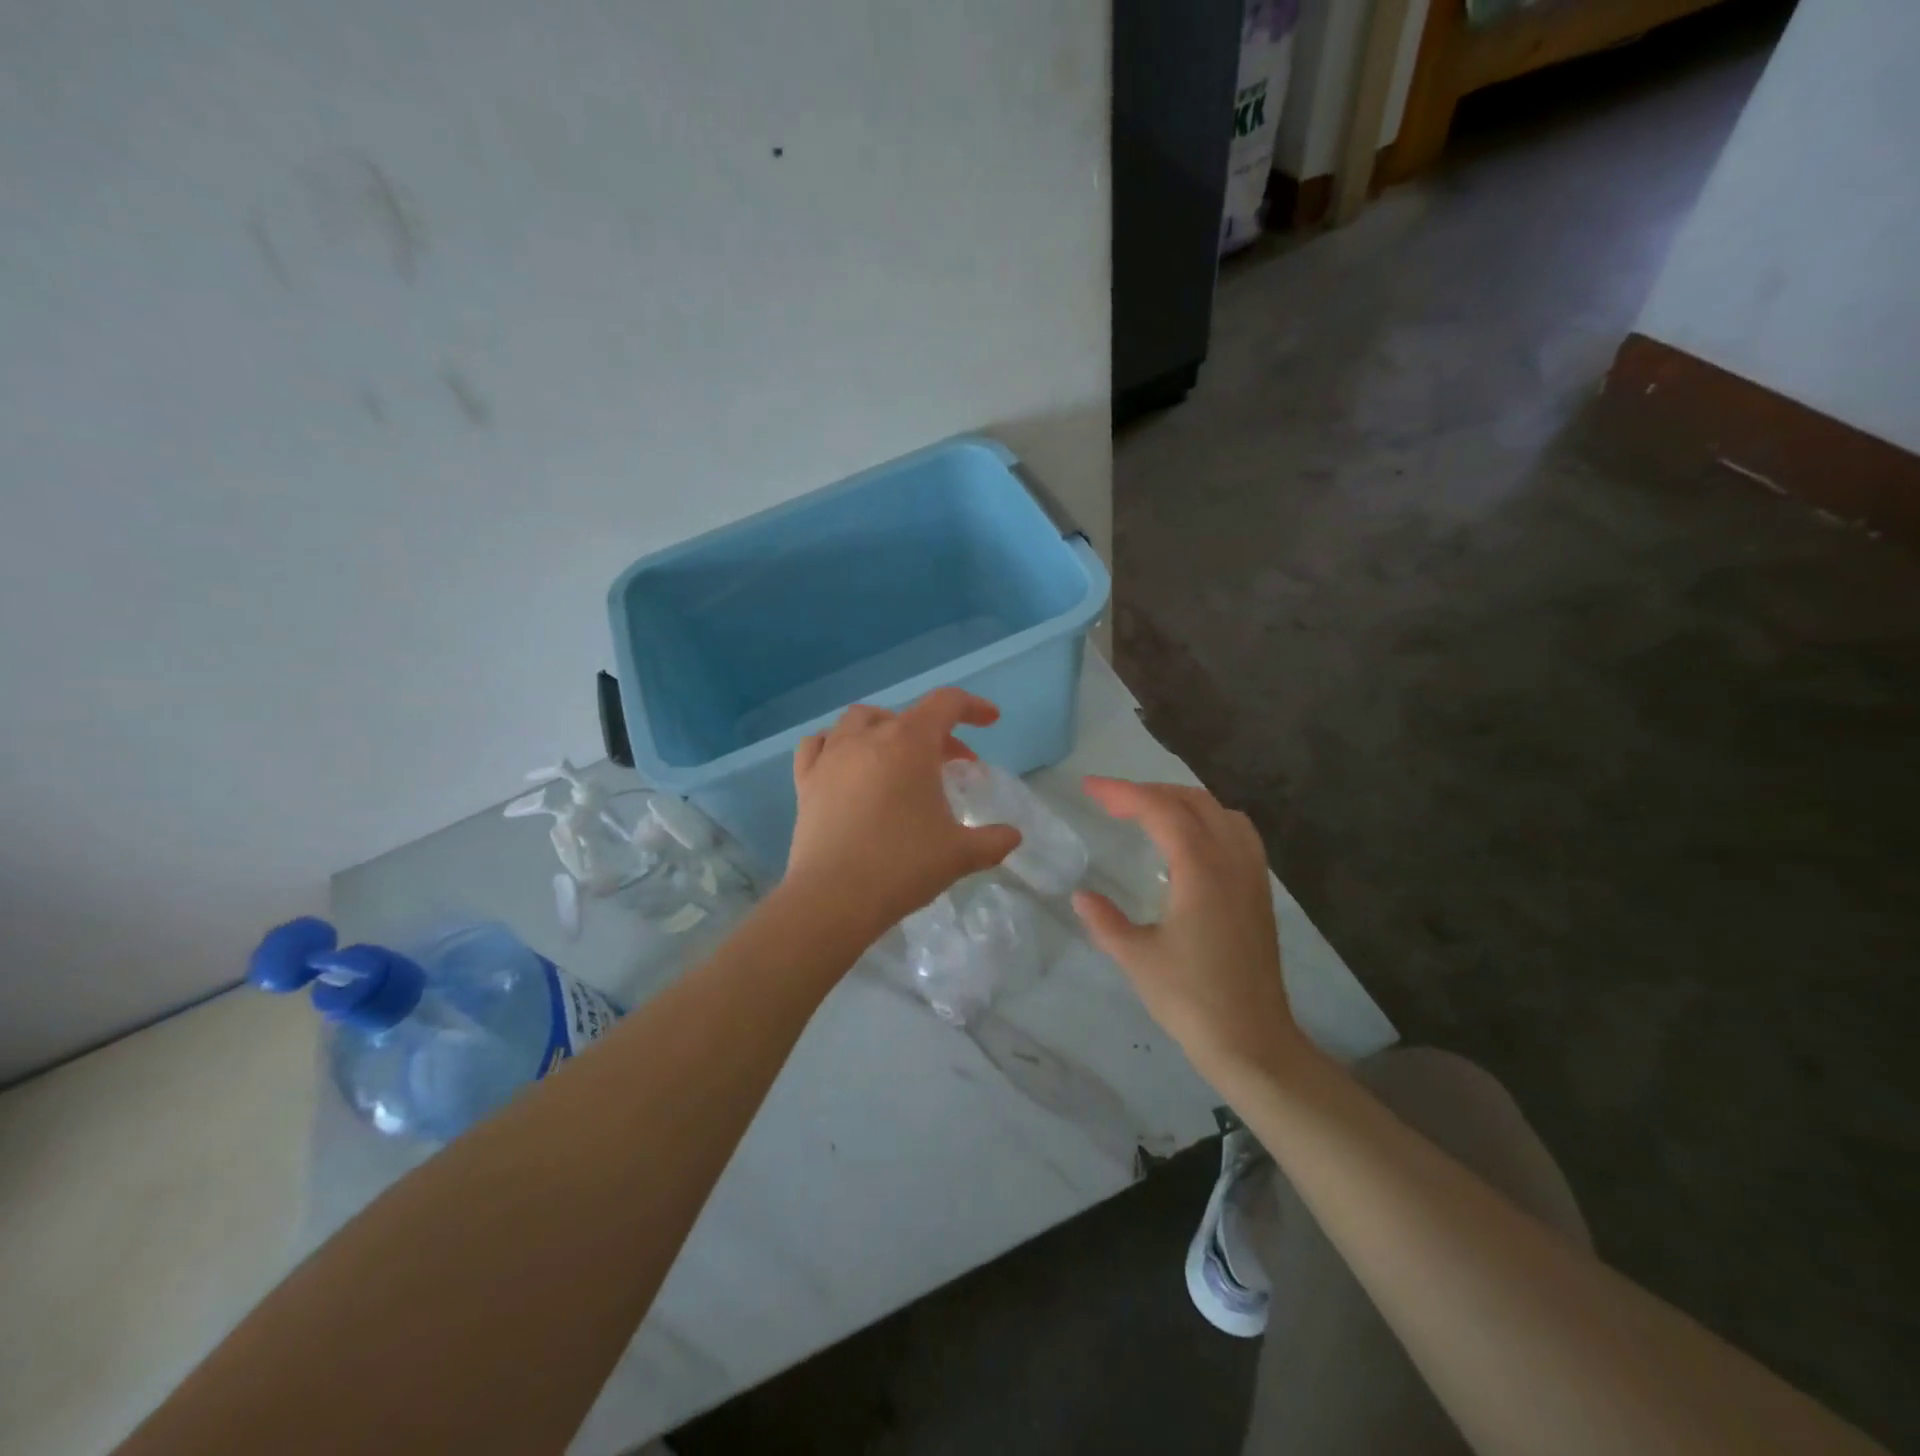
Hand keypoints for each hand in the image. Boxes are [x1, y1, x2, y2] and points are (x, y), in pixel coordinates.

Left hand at [783, 689, 1021, 944]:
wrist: (834, 896)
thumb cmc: (903, 865)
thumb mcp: (960, 854)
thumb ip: (992, 841)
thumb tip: (1013, 837)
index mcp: (910, 743)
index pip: (947, 704)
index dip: (973, 707)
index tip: (990, 721)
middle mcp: (868, 737)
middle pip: (908, 716)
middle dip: (936, 733)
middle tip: (952, 764)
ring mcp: (831, 756)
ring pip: (859, 720)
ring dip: (886, 729)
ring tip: (898, 756)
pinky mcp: (806, 781)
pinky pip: (818, 744)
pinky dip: (837, 744)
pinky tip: (845, 762)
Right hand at [1071, 778, 1302, 1082]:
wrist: (1253, 1042)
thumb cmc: (1191, 1000)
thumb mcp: (1137, 959)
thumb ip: (1105, 921)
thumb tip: (1080, 896)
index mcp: (1201, 871)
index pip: (1161, 811)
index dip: (1123, 792)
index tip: (1089, 787)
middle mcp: (1232, 862)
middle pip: (1194, 802)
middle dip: (1150, 791)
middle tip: (1111, 801)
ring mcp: (1252, 876)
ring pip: (1221, 813)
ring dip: (1182, 802)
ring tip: (1148, 812)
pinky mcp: (1260, 894)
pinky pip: (1237, 834)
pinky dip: (1208, 821)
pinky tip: (1189, 843)